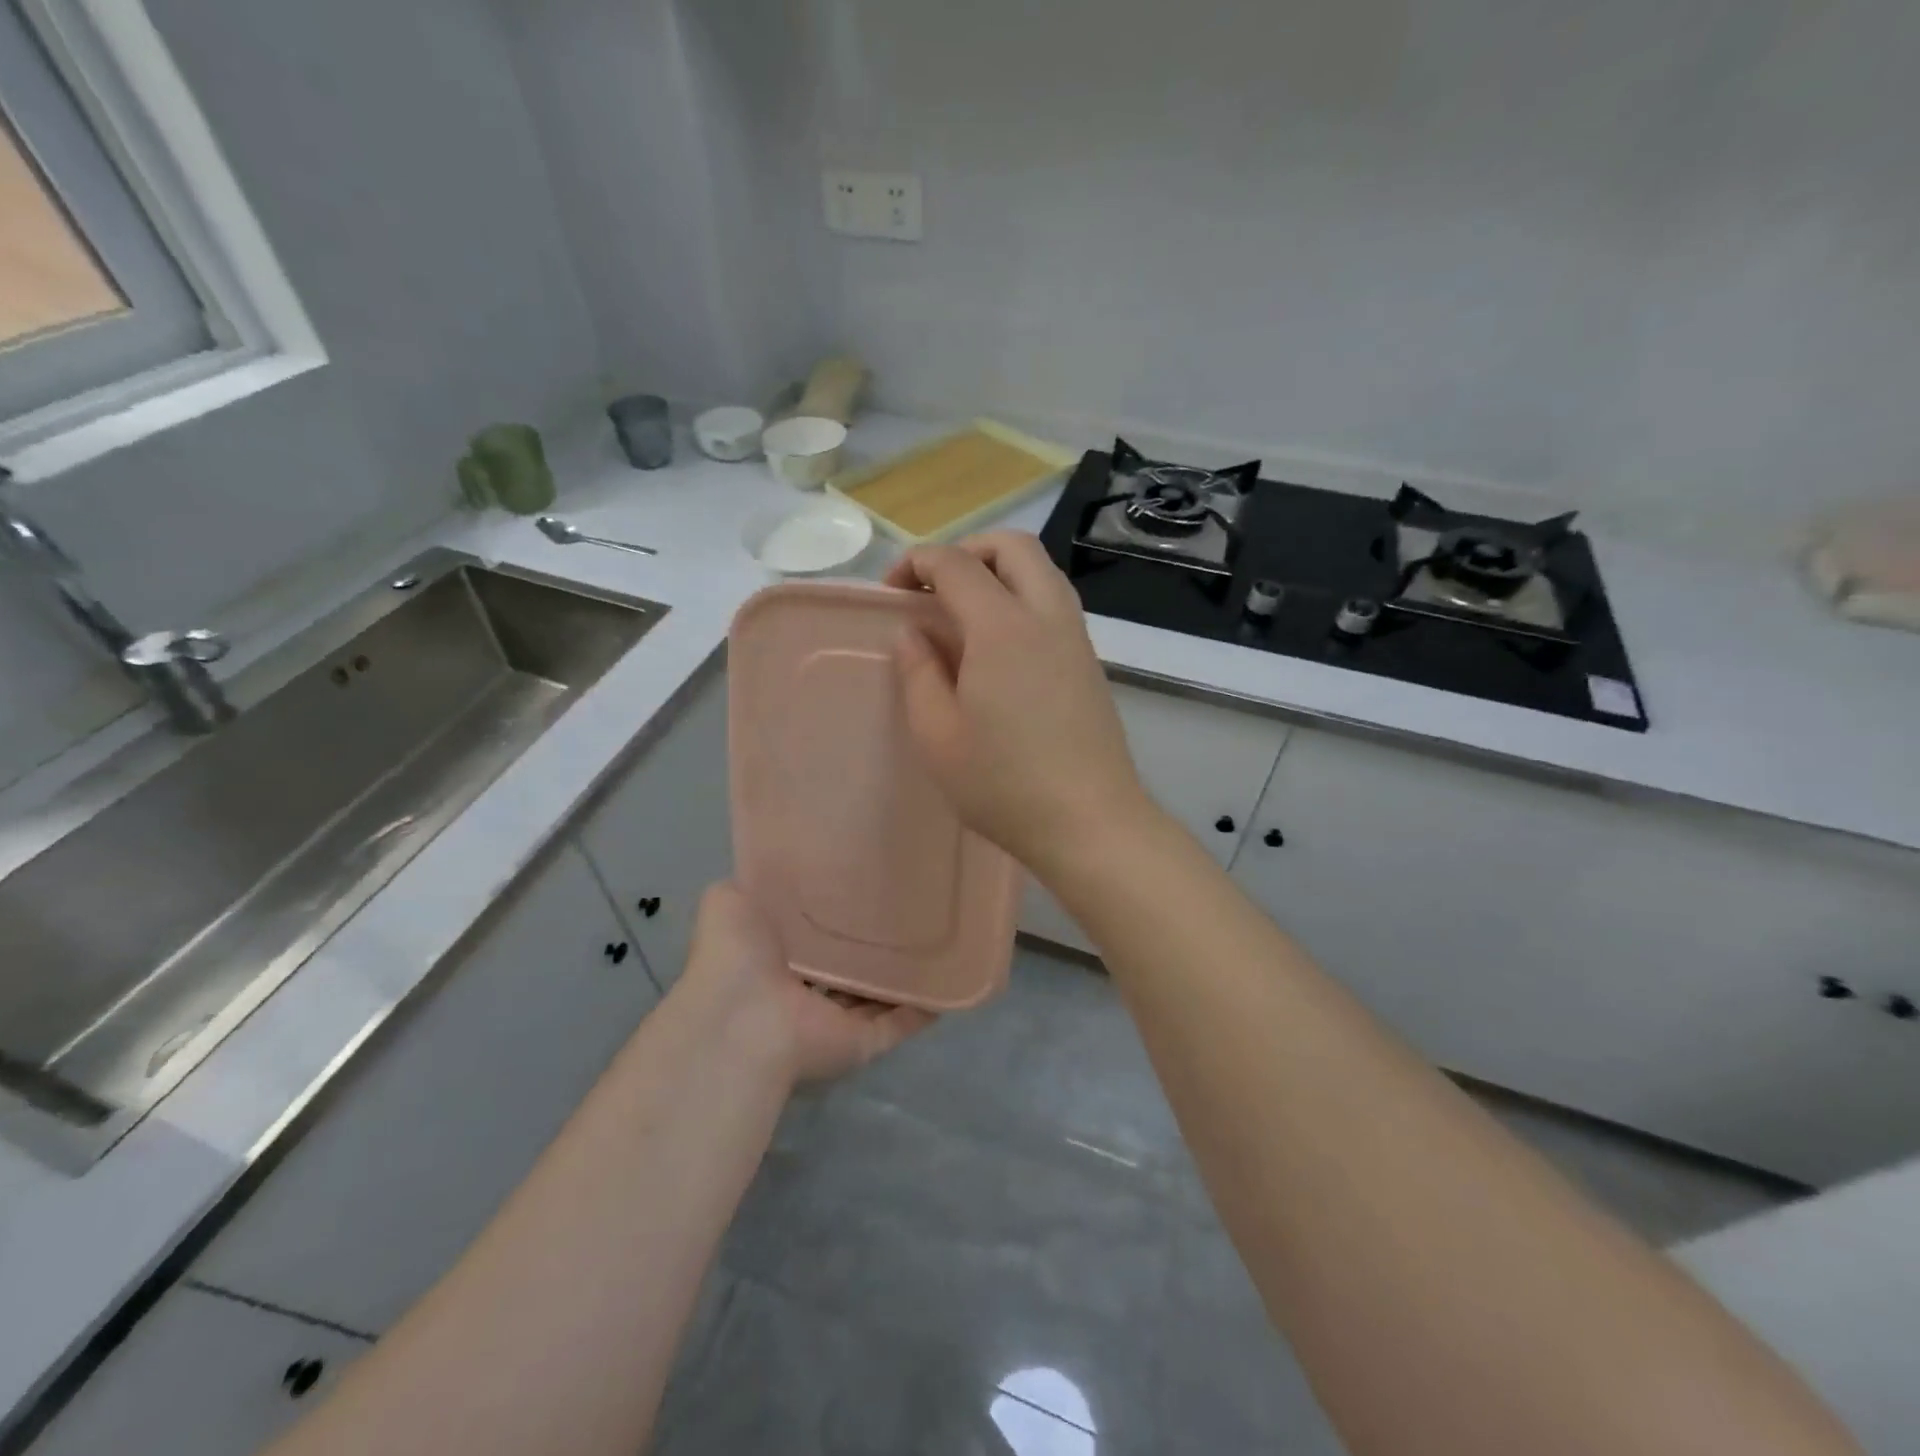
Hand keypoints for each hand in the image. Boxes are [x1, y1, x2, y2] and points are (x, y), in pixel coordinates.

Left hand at [677, 882, 933, 1084]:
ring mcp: (833, 1020)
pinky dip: (924, 1006)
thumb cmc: (735, 955)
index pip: (810, 933)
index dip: (832, 910)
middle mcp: (803, 990)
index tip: (863, 879)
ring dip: (899, 975)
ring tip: (936, 937)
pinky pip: (900, 1022)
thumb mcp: (729, 900)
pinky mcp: (861, 1042)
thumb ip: (754, 886)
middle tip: (907, 904)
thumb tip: (775, 870)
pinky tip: (949, 980)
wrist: (743, 1019)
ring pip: (874, 995)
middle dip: (868, 942)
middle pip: (844, 966)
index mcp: (774, 956)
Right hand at [885, 530, 1153, 875]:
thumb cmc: (1004, 784)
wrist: (1090, 821)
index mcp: (1002, 627)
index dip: (917, 564)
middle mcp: (1046, 615)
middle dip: (966, 550)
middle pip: (1012, 546)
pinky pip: (1054, 601)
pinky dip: (1022, 597)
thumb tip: (913, 632)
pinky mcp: (1090, 661)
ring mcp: (1076, 636)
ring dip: (999, 571)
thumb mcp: (938, 736)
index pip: (956, 564)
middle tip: (935, 589)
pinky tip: (1000, 646)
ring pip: (1041, 570)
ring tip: (964, 614)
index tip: (892, 595)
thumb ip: (918, 674)